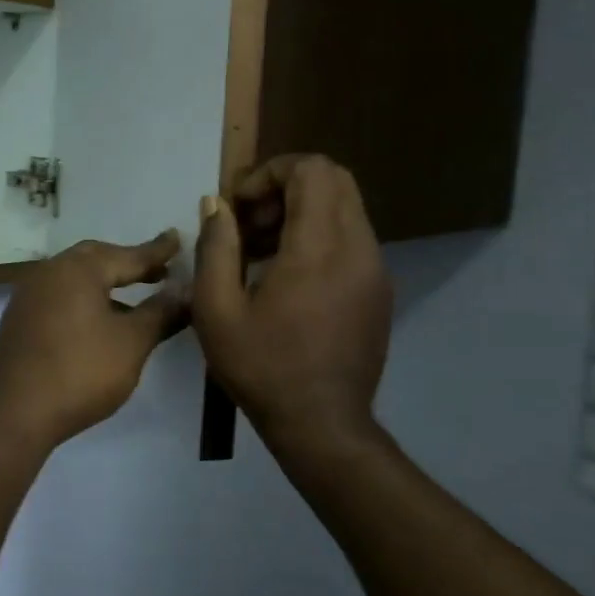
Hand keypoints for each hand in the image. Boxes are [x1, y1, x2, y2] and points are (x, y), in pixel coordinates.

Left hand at [0, 232, 188, 450]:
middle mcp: (50, 272)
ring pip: (75, 277)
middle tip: (158, 271)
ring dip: (105, 282)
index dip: (157, 251)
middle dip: (128, 263)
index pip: (127, 254)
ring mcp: (29, 295)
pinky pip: (59, 296)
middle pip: (96, 258)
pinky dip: (84, 298)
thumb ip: (161, 312)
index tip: (178, 239)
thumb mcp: (132, 342)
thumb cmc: (80, 372)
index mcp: (78, 269)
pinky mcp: (20, 318)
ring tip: (134, 297)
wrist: (14, 412)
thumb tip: (187, 289)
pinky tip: (99, 321)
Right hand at [192, 155, 393, 462]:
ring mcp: (375, 269)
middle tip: (250, 223)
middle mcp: (358, 248)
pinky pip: (351, 238)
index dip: (269, 172)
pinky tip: (286, 276)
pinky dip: (318, 236)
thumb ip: (216, 247)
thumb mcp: (216, 310)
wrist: (323, 426)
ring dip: (301, 212)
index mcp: (319, 248)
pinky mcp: (378, 289)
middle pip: (334, 180)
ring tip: (260, 251)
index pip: (312, 169)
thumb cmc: (262, 368)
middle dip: (285, 186)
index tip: (239, 206)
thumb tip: (216, 204)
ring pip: (344, 208)